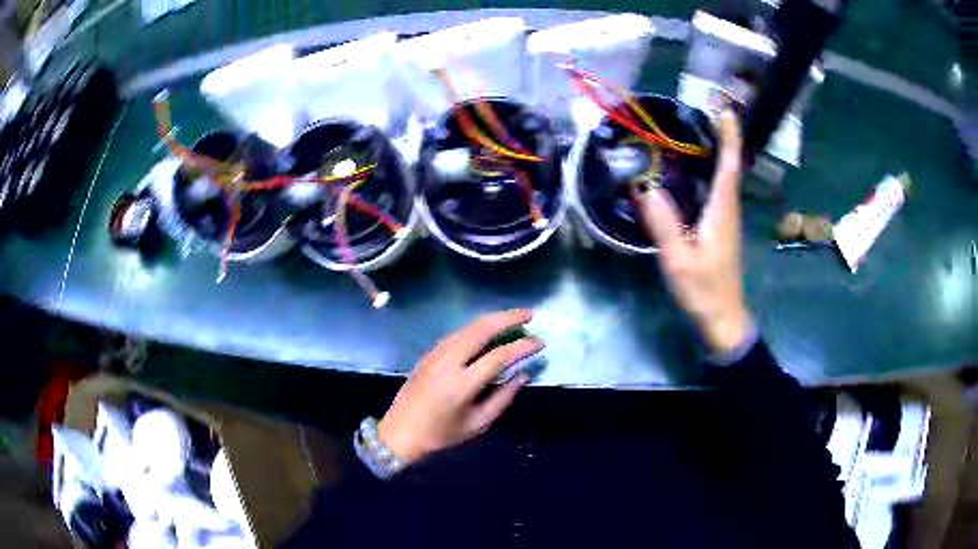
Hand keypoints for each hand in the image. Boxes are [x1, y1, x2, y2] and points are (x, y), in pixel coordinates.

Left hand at [378, 310, 541, 464]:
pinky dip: (476, 327)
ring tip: (514, 318)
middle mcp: (448, 362)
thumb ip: (503, 397)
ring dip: (492, 319)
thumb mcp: (477, 424)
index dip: (523, 346)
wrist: (399, 432)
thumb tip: (524, 374)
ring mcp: (436, 354)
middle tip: (530, 314)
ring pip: (468, 327)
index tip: (540, 342)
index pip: (499, 356)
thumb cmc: (441, 434)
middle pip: (481, 329)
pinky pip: (457, 333)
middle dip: (508, 317)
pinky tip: (487, 330)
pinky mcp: (428, 353)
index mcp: (462, 384)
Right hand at [638, 110, 752, 353]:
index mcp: (722, 211)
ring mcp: (725, 219)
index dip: (728, 136)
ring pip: (723, 177)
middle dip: (721, 137)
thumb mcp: (680, 260)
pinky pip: (715, 191)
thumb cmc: (704, 290)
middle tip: (703, 112)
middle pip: (728, 166)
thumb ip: (664, 224)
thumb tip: (645, 187)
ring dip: (715, 152)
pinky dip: (708, 172)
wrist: (722, 319)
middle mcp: (727, 209)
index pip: (729, 166)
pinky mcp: (719, 229)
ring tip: (694, 132)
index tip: (725, 109)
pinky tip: (690, 171)